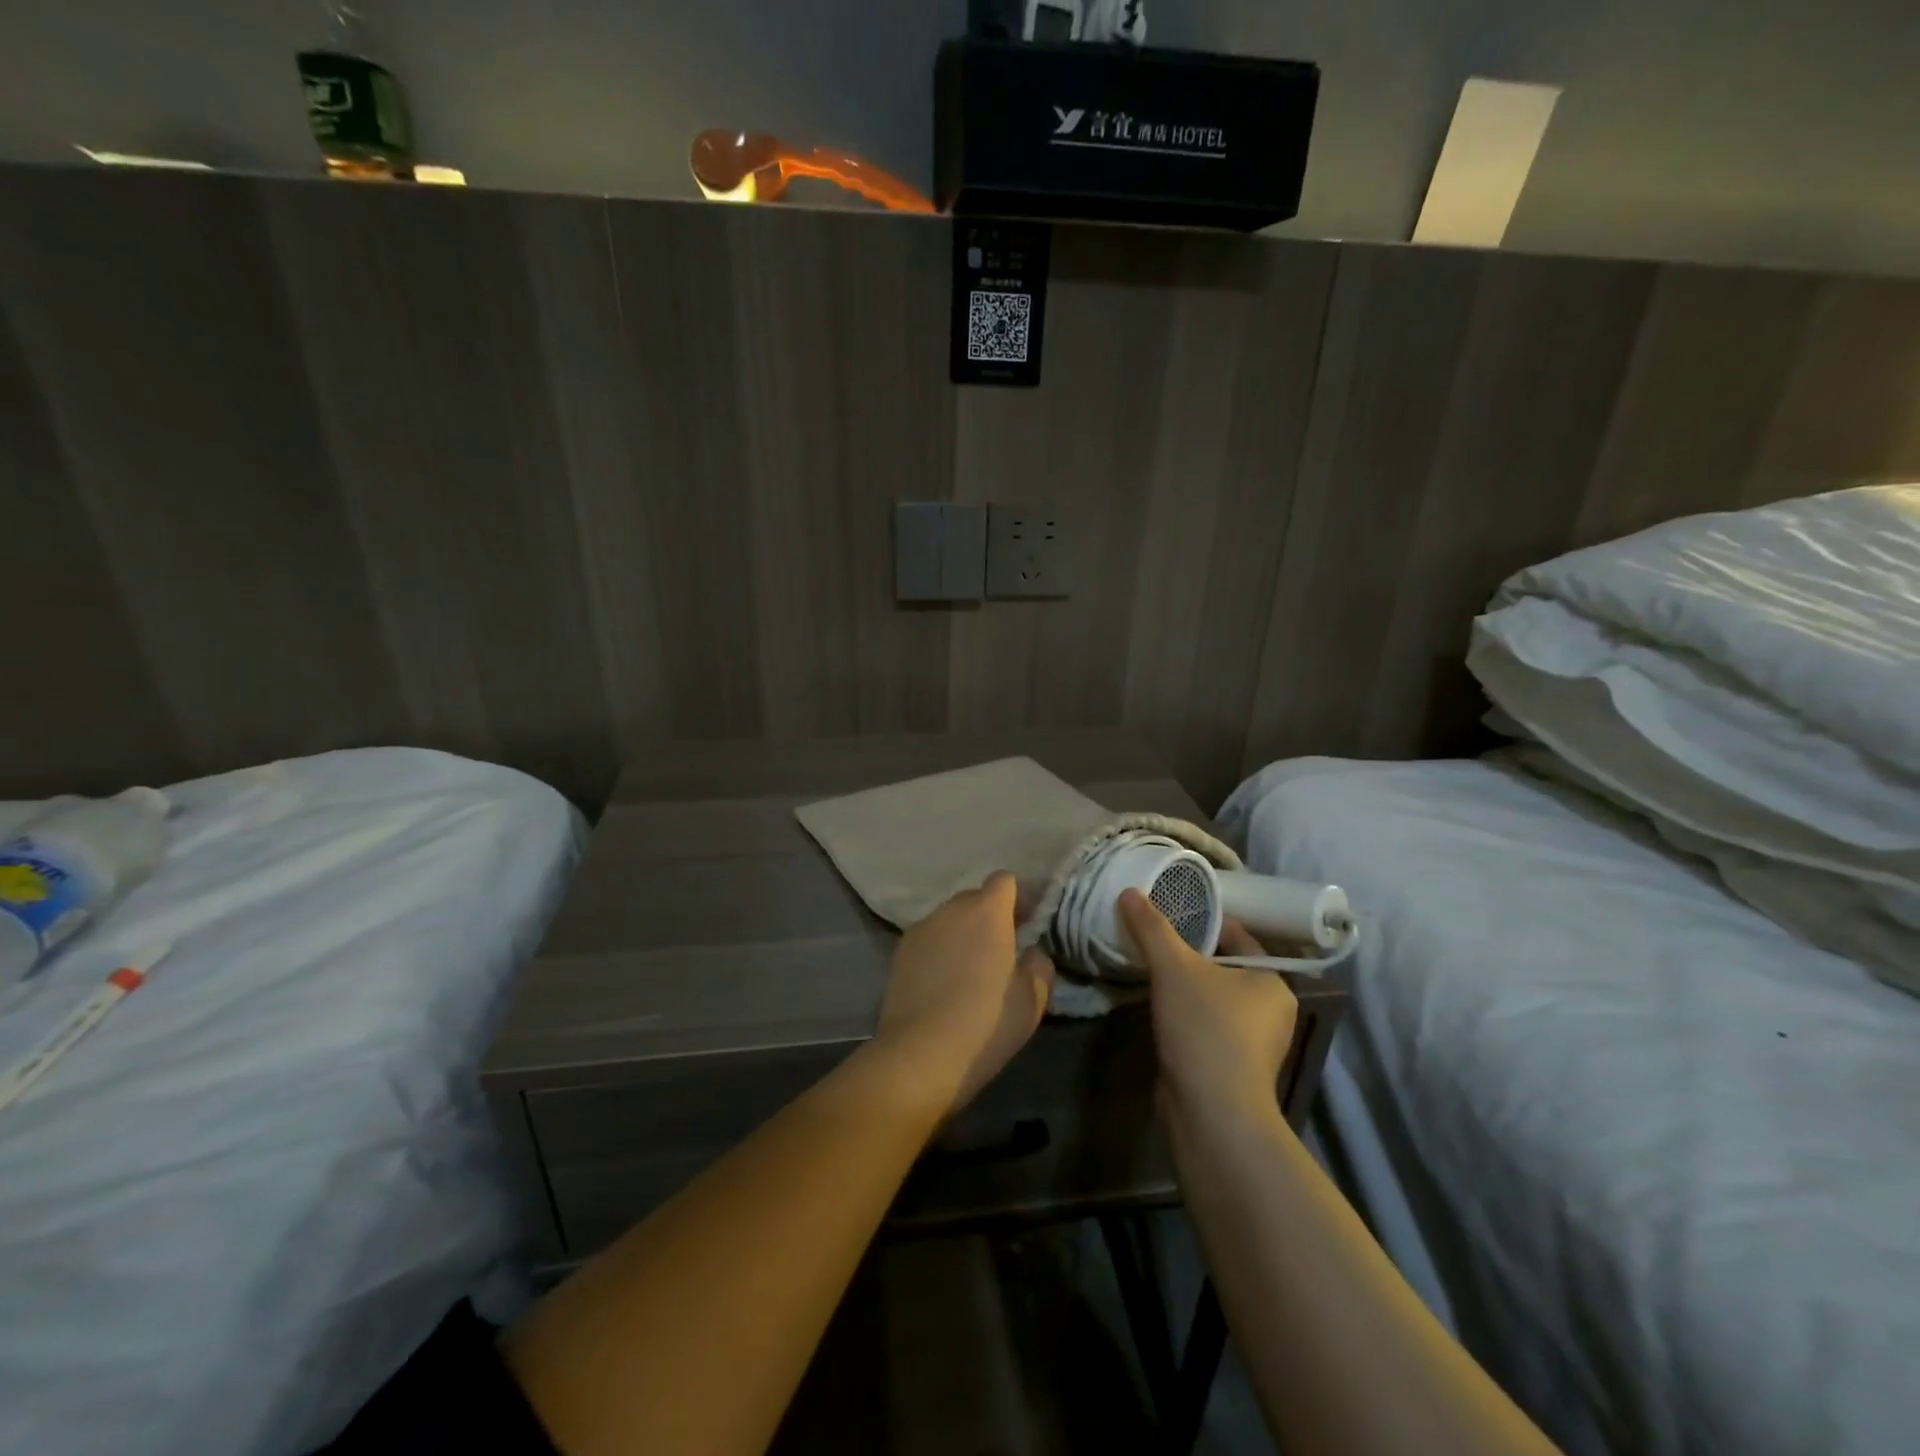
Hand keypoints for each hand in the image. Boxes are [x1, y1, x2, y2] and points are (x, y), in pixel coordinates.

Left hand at [872, 872, 1054, 1118]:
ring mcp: (921, 928)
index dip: (1018, 899)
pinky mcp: (899, 952)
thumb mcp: (1032, 999)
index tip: (1025, 927)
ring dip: (963, 933)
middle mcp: (951, 909)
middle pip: (975, 898)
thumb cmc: (986, 1023)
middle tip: (1001, 953)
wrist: (920, 1055)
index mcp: (987, 911)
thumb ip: (1039, 964)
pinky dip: (940, 951)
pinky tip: (943, 985)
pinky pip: (929, 939)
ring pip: (950, 919)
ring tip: (970, 972)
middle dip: (990, 917)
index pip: (1004, 881)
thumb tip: (1031, 952)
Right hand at [1119, 890, 1298, 1117]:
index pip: (1238, 937)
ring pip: (1213, 999)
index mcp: (1273, 983)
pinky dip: (1185, 1016)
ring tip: (1150, 970)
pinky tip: (1158, 1009)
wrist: (1211, 1113)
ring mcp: (1253, 1045)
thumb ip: (1151, 927)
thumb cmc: (1205, 1028)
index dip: (1204, 921)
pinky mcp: (1231, 1068)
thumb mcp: (1174, 967)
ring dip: (1185, 987)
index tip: (1169, 912)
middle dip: (1190, 955)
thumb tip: (1130, 891)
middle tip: (1154, 939)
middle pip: (1224, 968)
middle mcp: (1272, 1012)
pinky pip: (1205, 1026)